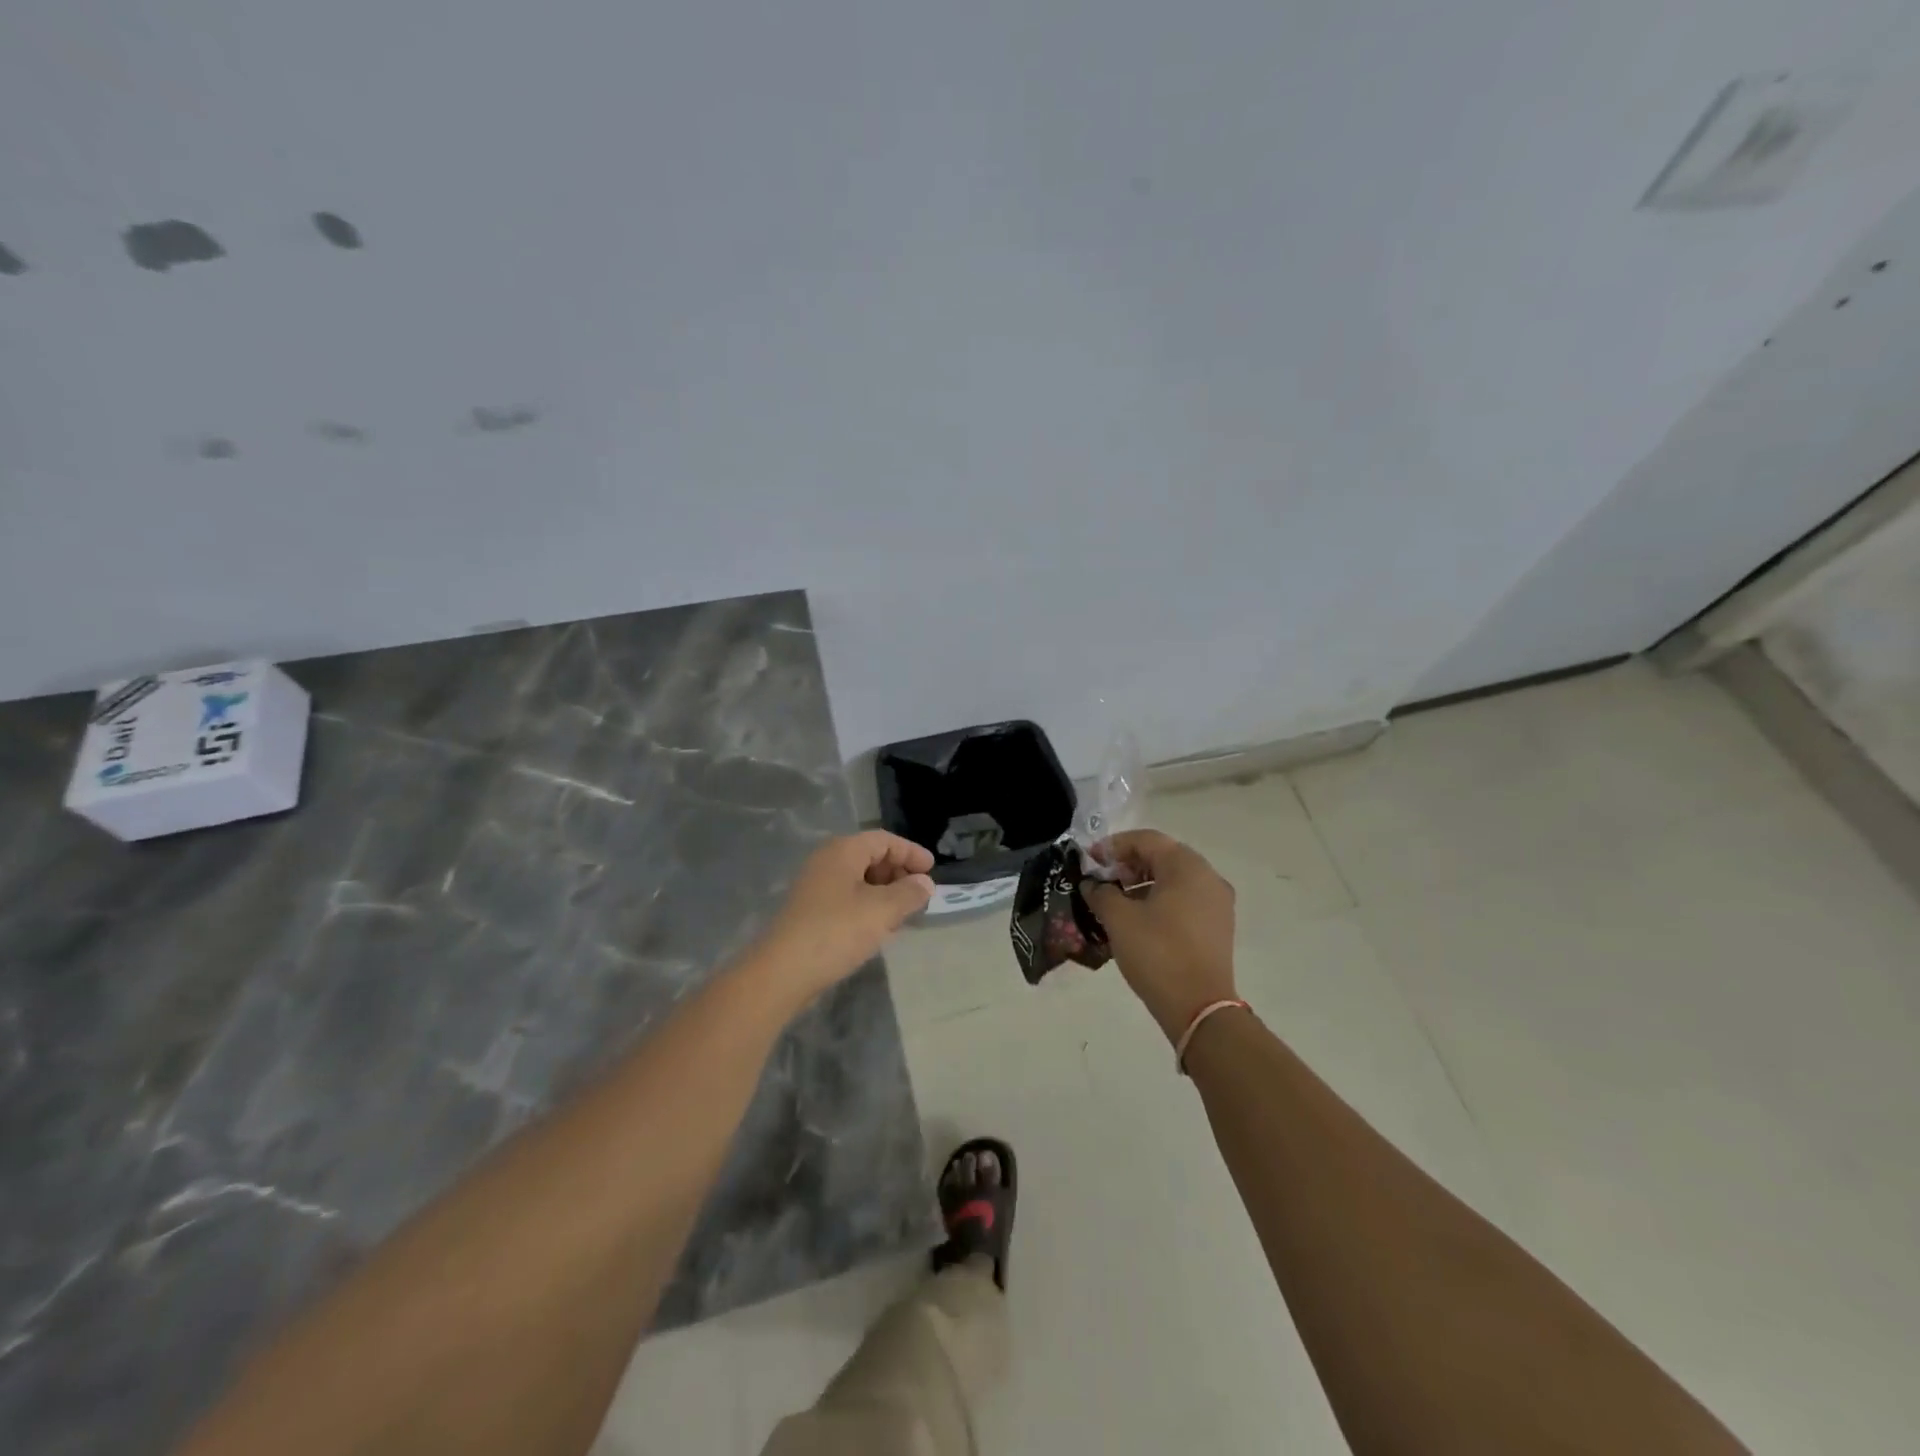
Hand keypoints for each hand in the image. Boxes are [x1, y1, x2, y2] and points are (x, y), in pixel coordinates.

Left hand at [748, 831, 934, 1007]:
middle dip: (898, 873)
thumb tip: (925, 883)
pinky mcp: (811, 911)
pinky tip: (879, 928)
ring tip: (904, 913)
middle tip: (920, 894)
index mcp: (843, 850)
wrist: (783, 971)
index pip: (884, 840)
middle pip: (871, 856)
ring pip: (859, 879)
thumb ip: (909, 893)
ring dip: (885, 892)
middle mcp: (827, 861)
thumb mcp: (882, 911)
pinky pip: (847, 898)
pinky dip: (868, 906)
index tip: (932, 871)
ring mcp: (816, 886)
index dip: (911, 852)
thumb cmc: (837, 931)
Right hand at [1082, 829, 1236, 1043]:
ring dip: (1142, 883)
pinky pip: (1184, 899)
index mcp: (1187, 867)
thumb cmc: (1157, 953)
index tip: (1089, 861)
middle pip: (1162, 856)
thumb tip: (1092, 884)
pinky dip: (1159, 900)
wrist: (1199, 1007)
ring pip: (1174, 879)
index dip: (1113, 846)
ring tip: (1115, 901)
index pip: (1146, 840)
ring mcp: (1217, 903)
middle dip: (1128, 864)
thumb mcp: (1119, 919)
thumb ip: (1101, 893)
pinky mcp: (1217, 926)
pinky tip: (1137, 919)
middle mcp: (1208, 877)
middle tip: (1101, 880)